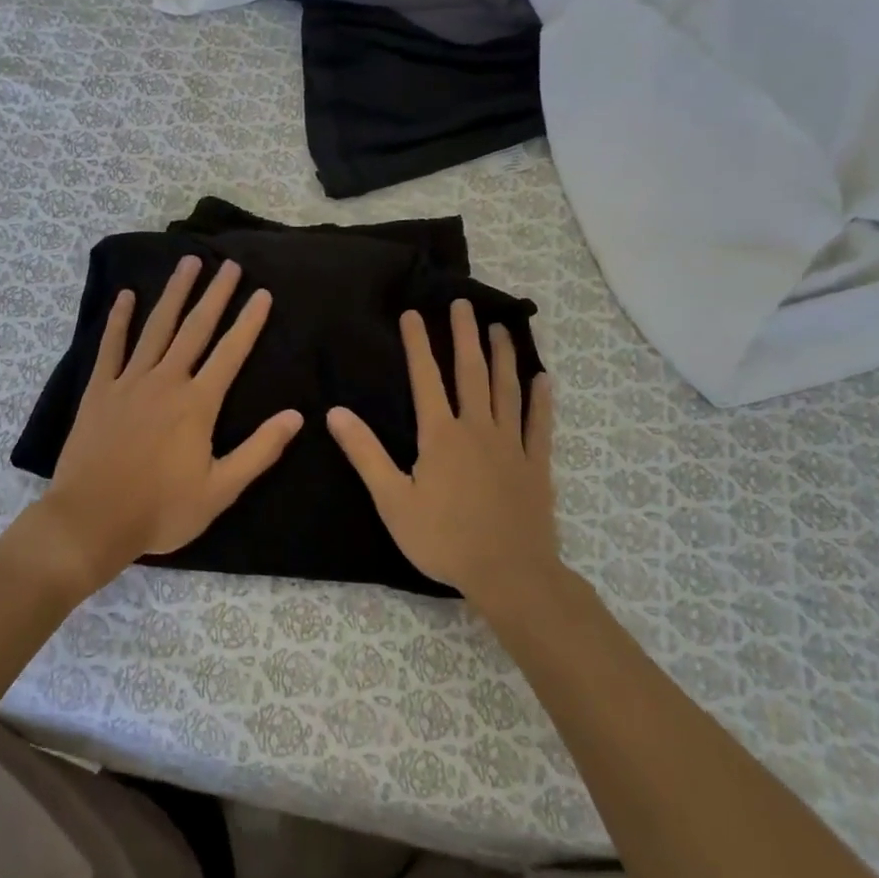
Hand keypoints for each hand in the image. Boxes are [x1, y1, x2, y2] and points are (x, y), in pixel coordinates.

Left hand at [29, 255, 302, 597]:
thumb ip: (259, 451)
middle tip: (228, 265)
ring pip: (157, 327)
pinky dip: (119, 320)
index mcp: (197, 404)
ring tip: (188, 263)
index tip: (262, 293)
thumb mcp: (220, 490)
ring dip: (174, 293)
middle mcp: (166, 381)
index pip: (231, 353)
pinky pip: (111, 346)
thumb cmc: (161, 510)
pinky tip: (127, 296)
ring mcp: (129, 381)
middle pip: (195, 328)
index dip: (249, 322)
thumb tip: (296, 416)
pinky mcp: (99, 390)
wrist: (92, 519)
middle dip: (215, 294)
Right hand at [327, 301, 555, 602]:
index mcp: (440, 435)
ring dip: (503, 356)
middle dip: (465, 335)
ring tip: (500, 327)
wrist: (508, 574)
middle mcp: (477, 429)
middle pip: (471, 372)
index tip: (413, 314)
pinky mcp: (536, 465)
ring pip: (507, 389)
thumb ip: (366, 454)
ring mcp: (511, 445)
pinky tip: (543, 379)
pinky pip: (540, 424)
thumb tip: (335, 413)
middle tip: (463, 303)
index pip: (426, 378)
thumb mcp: (392, 500)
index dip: (418, 344)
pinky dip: (541, 400)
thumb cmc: (443, 539)